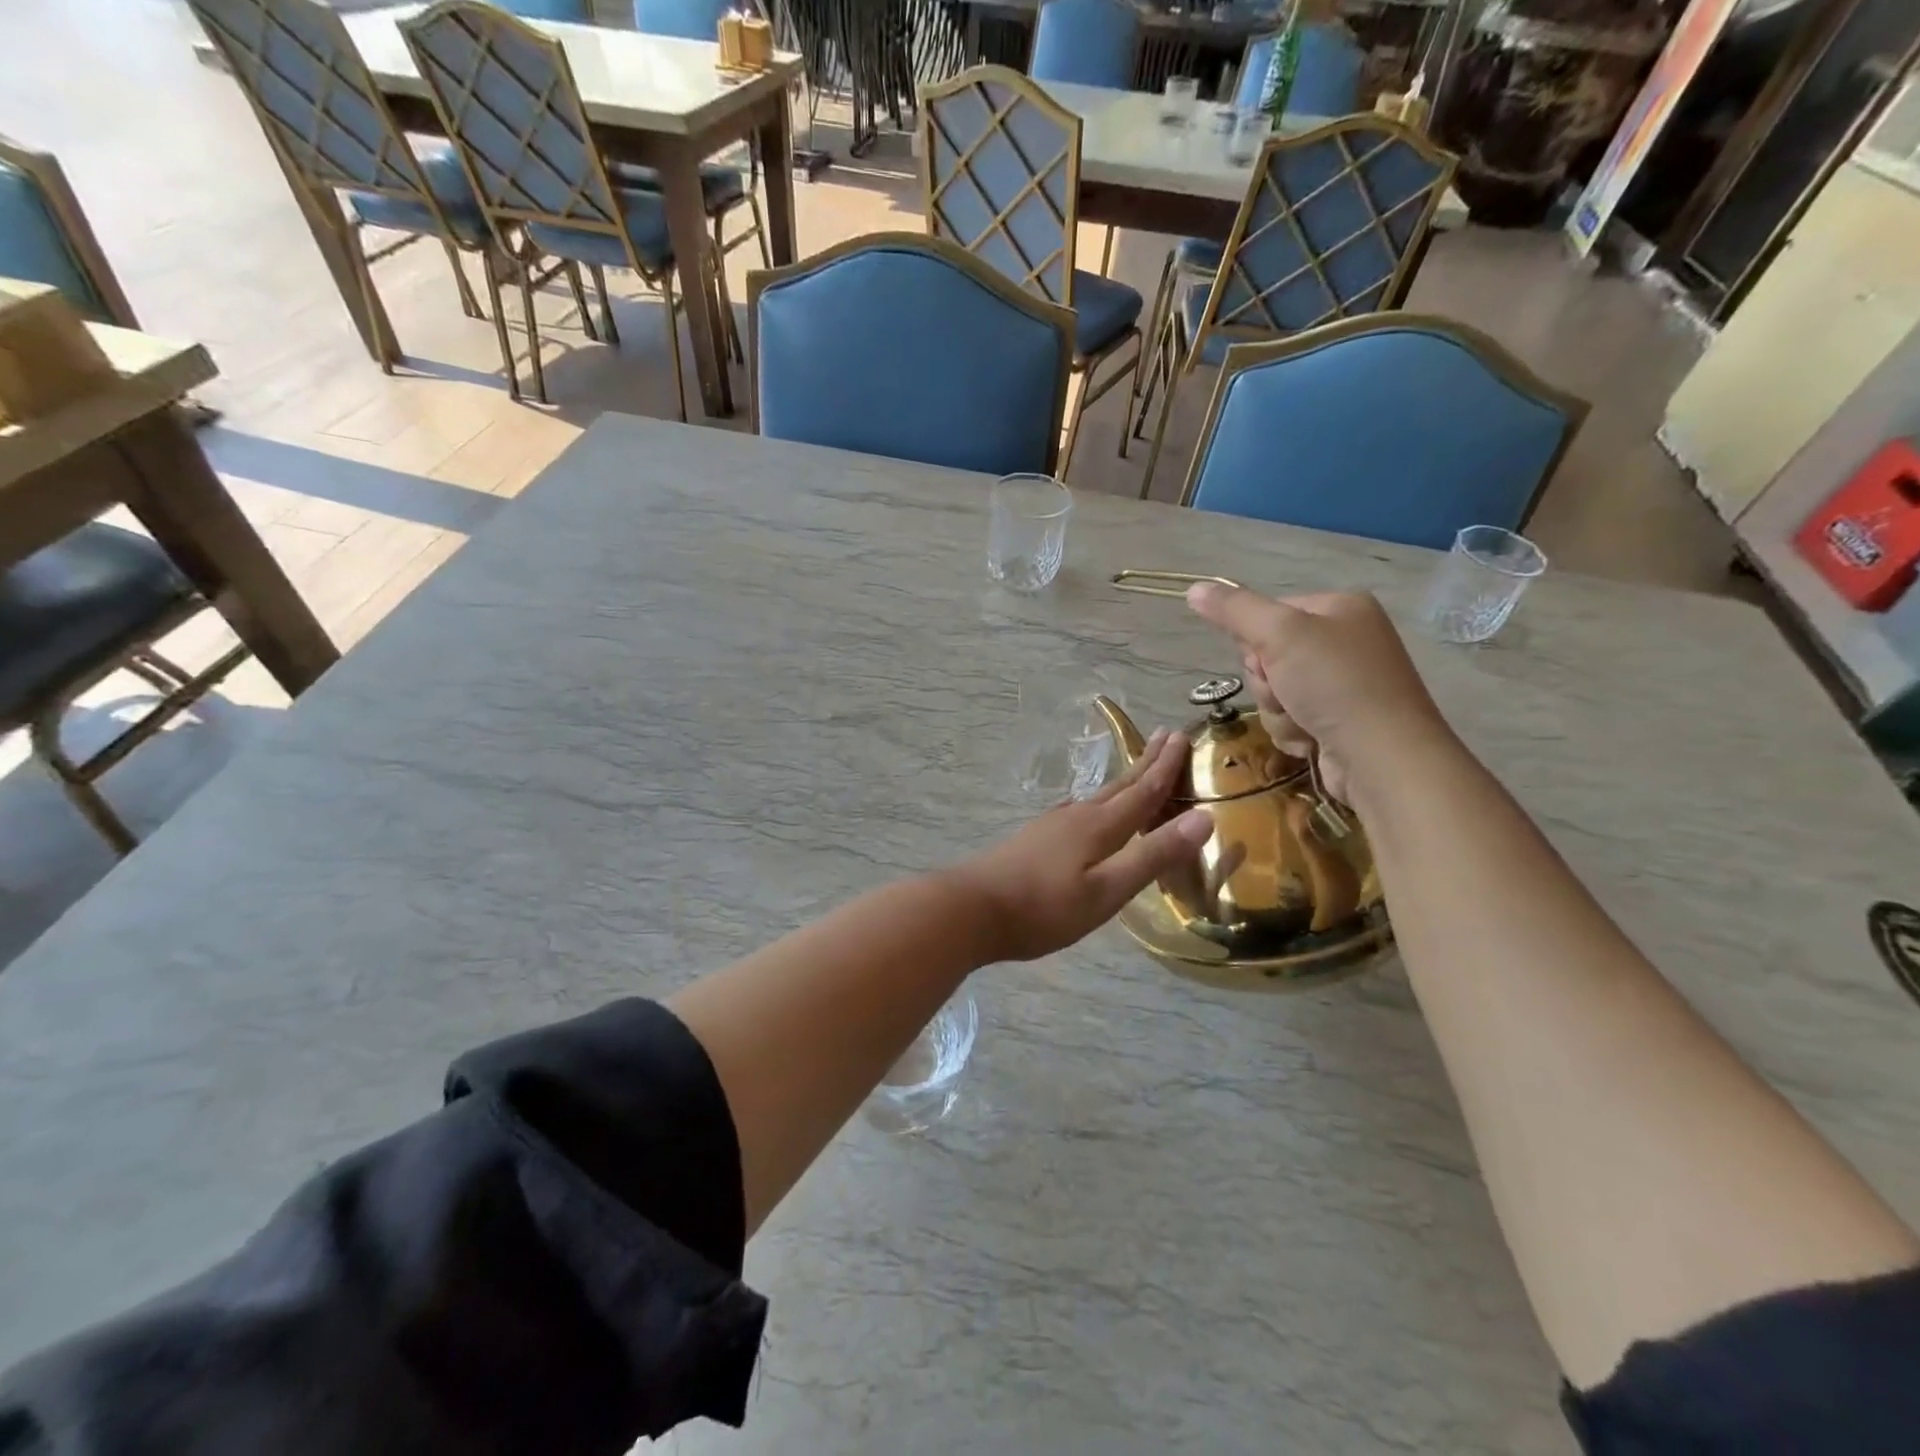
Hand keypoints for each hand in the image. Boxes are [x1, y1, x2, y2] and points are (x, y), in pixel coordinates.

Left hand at [952, 730, 1213, 962]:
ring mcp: (1051, 827)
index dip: (1165, 767)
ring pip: (1097, 797)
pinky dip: (1096, 803)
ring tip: (1135, 770)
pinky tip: (1084, 810)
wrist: (970, 910)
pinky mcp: (1033, 841)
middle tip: (1165, 735)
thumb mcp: (1107, 890)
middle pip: (1119, 785)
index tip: (1182, 736)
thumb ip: (1152, 855)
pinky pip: (1077, 811)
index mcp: (1099, 827)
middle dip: (1145, 763)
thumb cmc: (1044, 908)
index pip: (1143, 791)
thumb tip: (1204, 817)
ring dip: (1122, 781)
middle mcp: (1077, 817)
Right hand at [1185, 584, 1458, 807]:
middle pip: (1268, 656)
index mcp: (1340, 608)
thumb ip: (1234, 610)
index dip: (1256, 641)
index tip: (1267, 658)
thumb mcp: (1279, 635)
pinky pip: (1291, 719)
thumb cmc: (1334, 685)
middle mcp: (1345, 640)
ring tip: (1303, 720)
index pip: (1269, 613)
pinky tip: (1312, 739)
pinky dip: (1293, 731)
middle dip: (1267, 682)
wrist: (1382, 757)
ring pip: (1275, 692)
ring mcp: (1344, 684)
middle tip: (1287, 691)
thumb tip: (1194, 588)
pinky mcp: (1339, 721)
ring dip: (1277, 711)